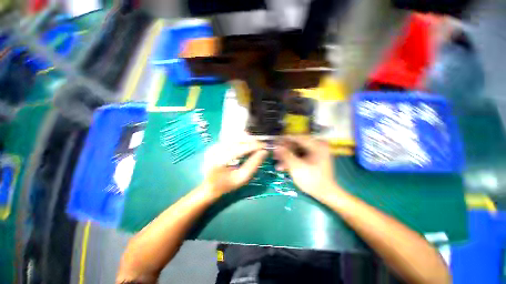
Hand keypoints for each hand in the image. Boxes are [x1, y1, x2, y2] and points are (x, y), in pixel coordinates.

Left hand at [202, 139, 267, 197]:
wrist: (209, 185)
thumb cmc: (227, 184)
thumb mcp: (242, 178)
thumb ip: (253, 165)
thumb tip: (264, 152)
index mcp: (220, 160)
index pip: (241, 148)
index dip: (255, 146)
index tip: (265, 146)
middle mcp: (216, 149)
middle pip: (238, 139)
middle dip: (252, 141)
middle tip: (262, 145)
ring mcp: (215, 145)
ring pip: (235, 136)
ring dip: (247, 139)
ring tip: (256, 144)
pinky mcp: (216, 144)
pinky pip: (231, 138)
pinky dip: (241, 140)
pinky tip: (247, 144)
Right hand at [274, 136, 339, 200]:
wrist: (325, 194)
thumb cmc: (312, 180)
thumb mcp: (297, 166)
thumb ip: (285, 155)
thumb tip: (276, 146)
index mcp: (317, 145)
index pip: (297, 138)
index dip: (285, 139)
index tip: (275, 141)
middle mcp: (317, 146)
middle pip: (296, 145)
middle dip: (284, 150)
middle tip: (274, 153)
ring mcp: (315, 153)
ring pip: (297, 151)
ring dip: (286, 156)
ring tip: (276, 161)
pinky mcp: (313, 159)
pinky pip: (300, 156)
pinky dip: (291, 160)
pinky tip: (282, 166)